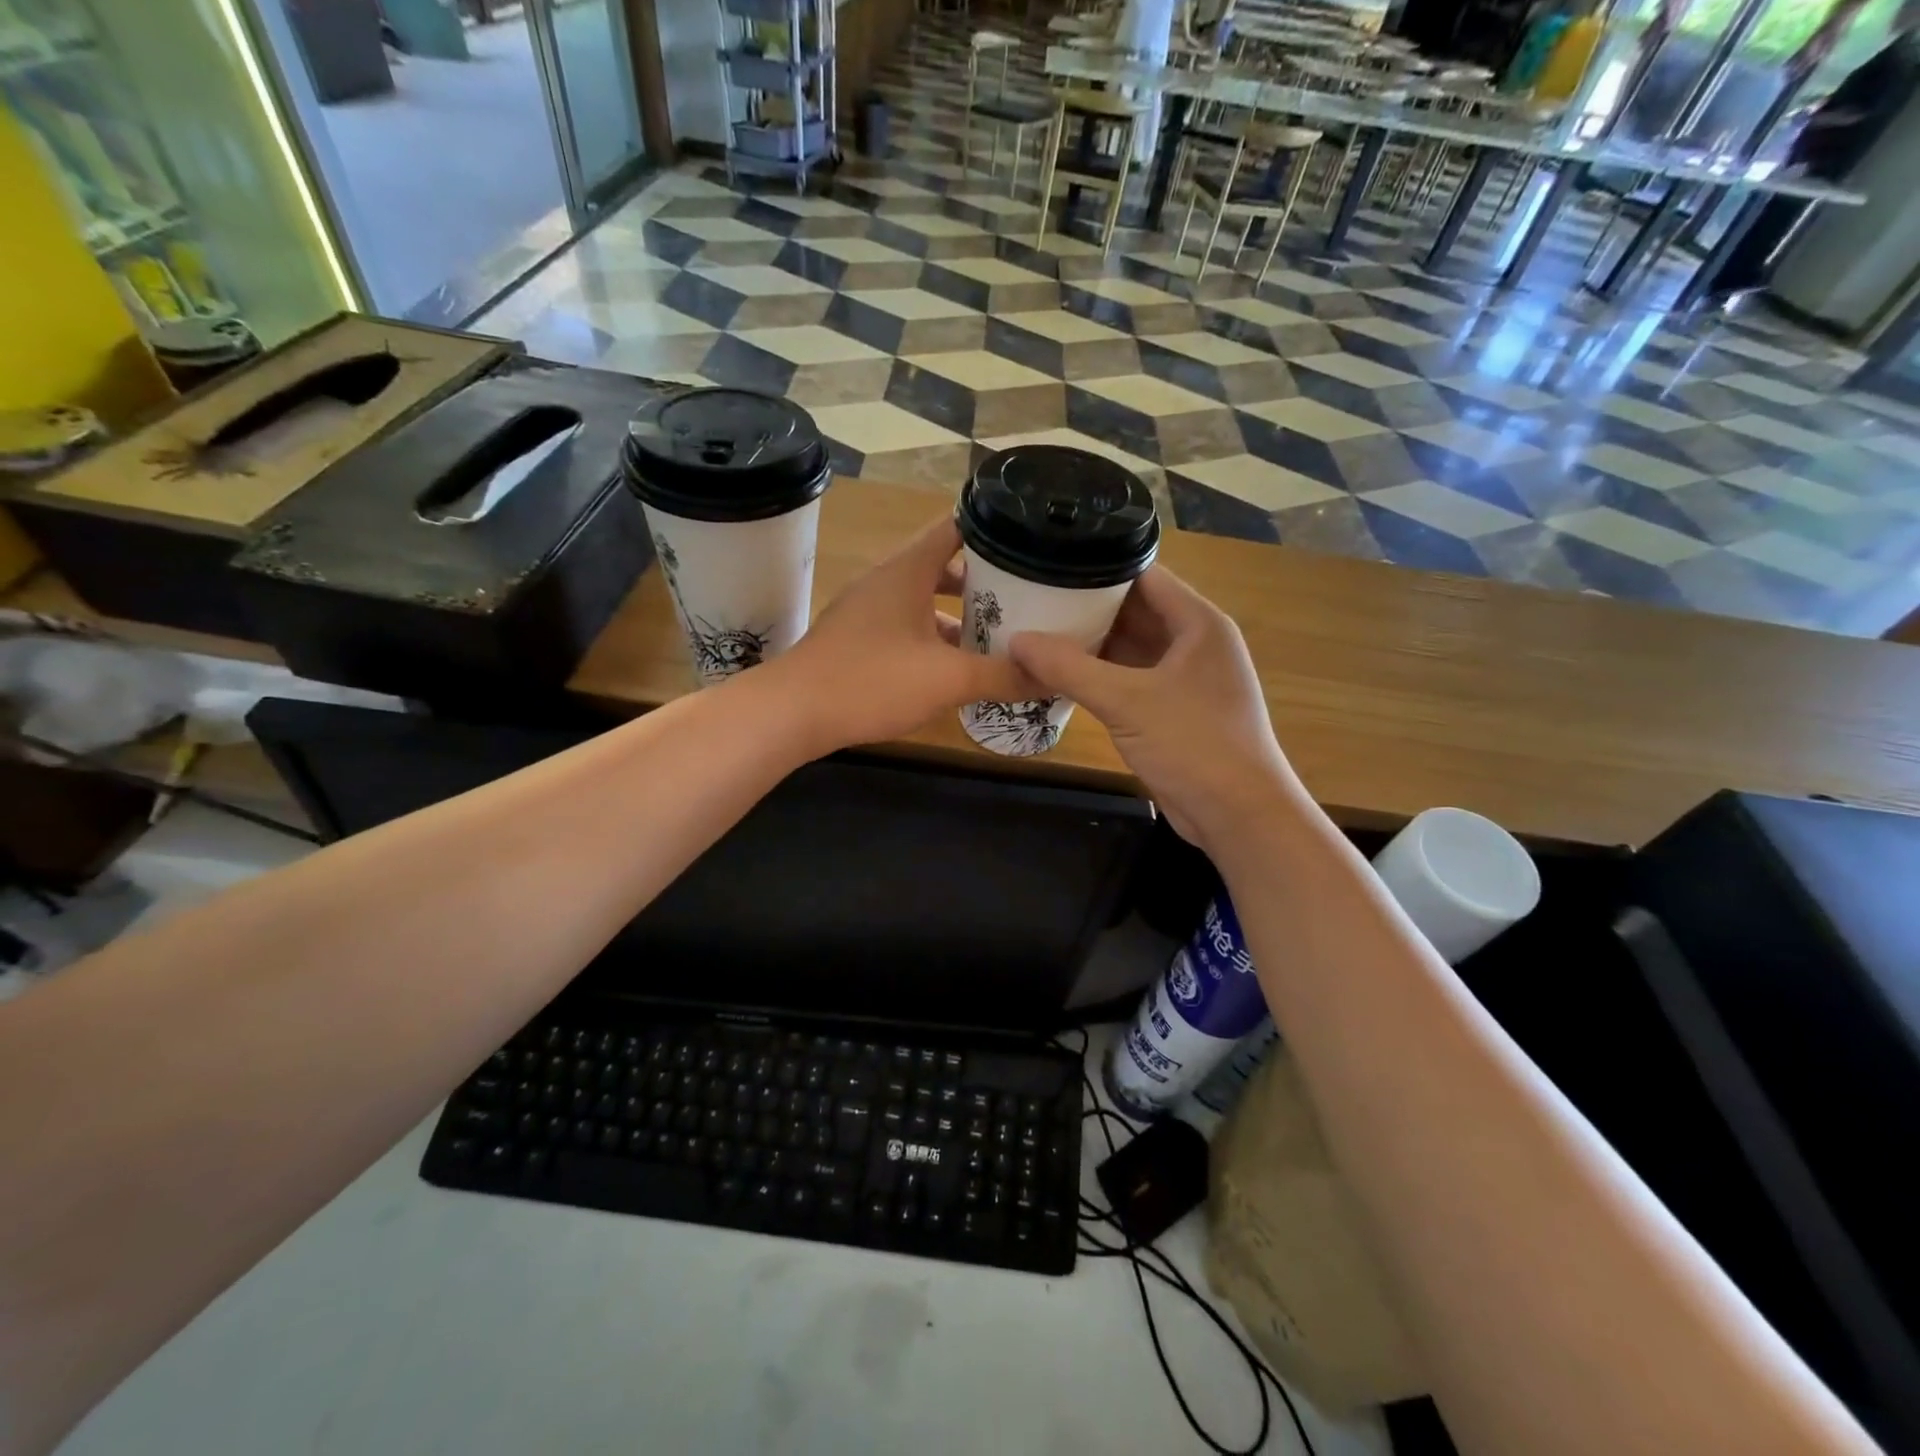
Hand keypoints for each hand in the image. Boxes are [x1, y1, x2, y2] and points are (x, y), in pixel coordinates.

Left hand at [767, 515, 1038, 753]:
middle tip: (1028, 593)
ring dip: (959, 613)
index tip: (1030, 538)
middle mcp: (887, 580)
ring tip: (1000, 632)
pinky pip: (906, 625)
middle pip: (944, 564)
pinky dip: (934, 637)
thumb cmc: (871, 680)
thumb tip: (1052, 676)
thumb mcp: (947, 680)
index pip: (956, 526)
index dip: (994, 527)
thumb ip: (1002, 676)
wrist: (793, 712)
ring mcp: (868, 609)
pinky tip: (954, 666)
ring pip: (924, 599)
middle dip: (985, 579)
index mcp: (908, 570)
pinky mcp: (857, 638)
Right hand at [1008, 566, 1305, 847]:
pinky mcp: (1171, 710)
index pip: (1144, 576)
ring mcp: (1183, 678)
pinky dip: (1098, 675)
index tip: (1051, 561)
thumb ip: (1069, 668)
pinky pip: (1129, 679)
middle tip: (1032, 596)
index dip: (1099, 566)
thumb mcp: (1127, 701)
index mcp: (1198, 623)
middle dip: (1086, 606)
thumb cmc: (1193, 744)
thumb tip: (1016, 641)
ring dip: (1090, 643)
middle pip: (1134, 610)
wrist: (1238, 815)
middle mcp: (1193, 642)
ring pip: (1129, 647)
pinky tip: (1059, 673)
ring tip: (1037, 629)